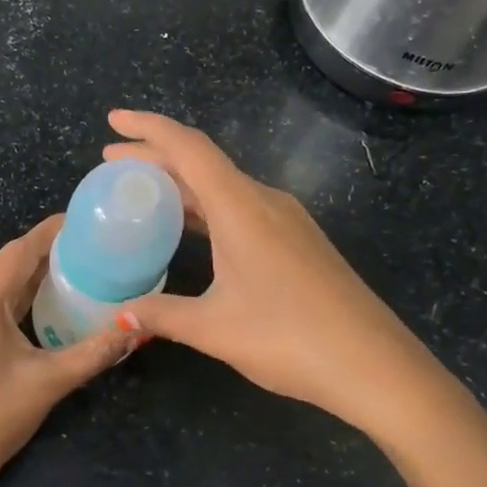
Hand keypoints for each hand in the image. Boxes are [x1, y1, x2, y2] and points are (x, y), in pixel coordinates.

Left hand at [0, 215, 132, 486]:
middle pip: (9, 261)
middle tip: (93, 244)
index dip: (52, 231)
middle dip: (48, 250)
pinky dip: (21, 294)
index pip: (20, 250)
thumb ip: (95, 351)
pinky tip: (50, 299)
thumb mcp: (50, 381)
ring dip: (34, 272)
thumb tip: (138, 328)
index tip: (87, 220)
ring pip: (0, 282)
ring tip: (80, 265)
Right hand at [102, 110, 440, 431]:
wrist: (375, 365)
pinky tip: (192, 229)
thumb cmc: (289, 338)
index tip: (113, 121)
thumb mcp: (214, 328)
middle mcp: (265, 201)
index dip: (148, 128)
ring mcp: (287, 221)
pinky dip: (207, 207)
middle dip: (155, 157)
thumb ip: (161, 315)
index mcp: (241, 207)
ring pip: (224, 186)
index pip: (188, 148)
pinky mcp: (298, 242)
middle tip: (111, 163)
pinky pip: (242, 207)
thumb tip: (119, 318)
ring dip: (182, 184)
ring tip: (142, 192)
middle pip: (203, 163)